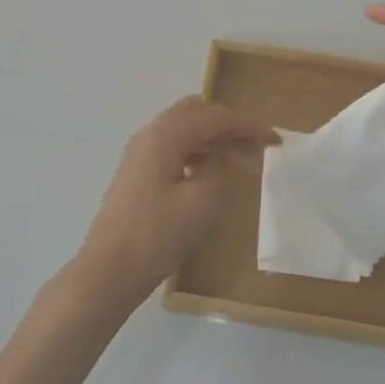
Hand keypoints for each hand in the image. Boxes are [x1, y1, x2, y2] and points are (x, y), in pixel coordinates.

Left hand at [75, 97, 279, 309]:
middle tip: (253, 146)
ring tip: (237, 158)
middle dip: (228, 124)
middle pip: (196, 112)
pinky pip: (172, 147)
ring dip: (211, 136)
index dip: (248, 127)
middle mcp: (150, 134)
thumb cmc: (157, 235)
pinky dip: (195, 150)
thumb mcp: (202, 201)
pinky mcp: (136, 172)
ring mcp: (140, 153)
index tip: (276, 140)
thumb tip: (218, 155)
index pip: (216, 118)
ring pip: (183, 128)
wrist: (108, 271)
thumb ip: (218, 168)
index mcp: (166, 134)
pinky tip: (208, 171)